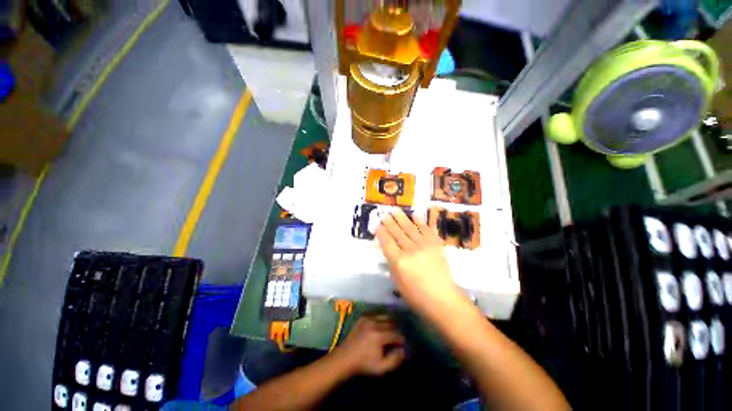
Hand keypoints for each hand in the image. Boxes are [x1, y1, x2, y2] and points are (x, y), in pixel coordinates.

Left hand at [335, 316, 404, 375]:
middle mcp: (375, 324)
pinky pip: (375, 315)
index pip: (396, 334)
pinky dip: (380, 318)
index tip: (403, 344)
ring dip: (389, 322)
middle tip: (397, 337)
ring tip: (391, 329)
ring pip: (384, 316)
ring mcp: (368, 319)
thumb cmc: (364, 364)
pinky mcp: (363, 318)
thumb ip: (394, 360)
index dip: (401, 339)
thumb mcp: (381, 367)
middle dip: (396, 330)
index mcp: (379, 336)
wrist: (346, 357)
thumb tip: (403, 351)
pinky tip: (381, 325)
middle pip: (391, 323)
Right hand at [375, 209, 462, 315]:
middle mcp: (410, 250)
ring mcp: (424, 246)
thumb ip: (392, 264)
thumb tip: (389, 249)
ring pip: (410, 228)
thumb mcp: (398, 283)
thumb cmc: (417, 296)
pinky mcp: (436, 244)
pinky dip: (420, 221)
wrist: (443, 299)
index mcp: (399, 262)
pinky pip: (426, 229)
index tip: (377, 225)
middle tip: (384, 214)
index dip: (381, 232)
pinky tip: (414, 215)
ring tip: (395, 210)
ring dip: (402, 218)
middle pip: (397, 232)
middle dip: (389, 222)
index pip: (387, 242)